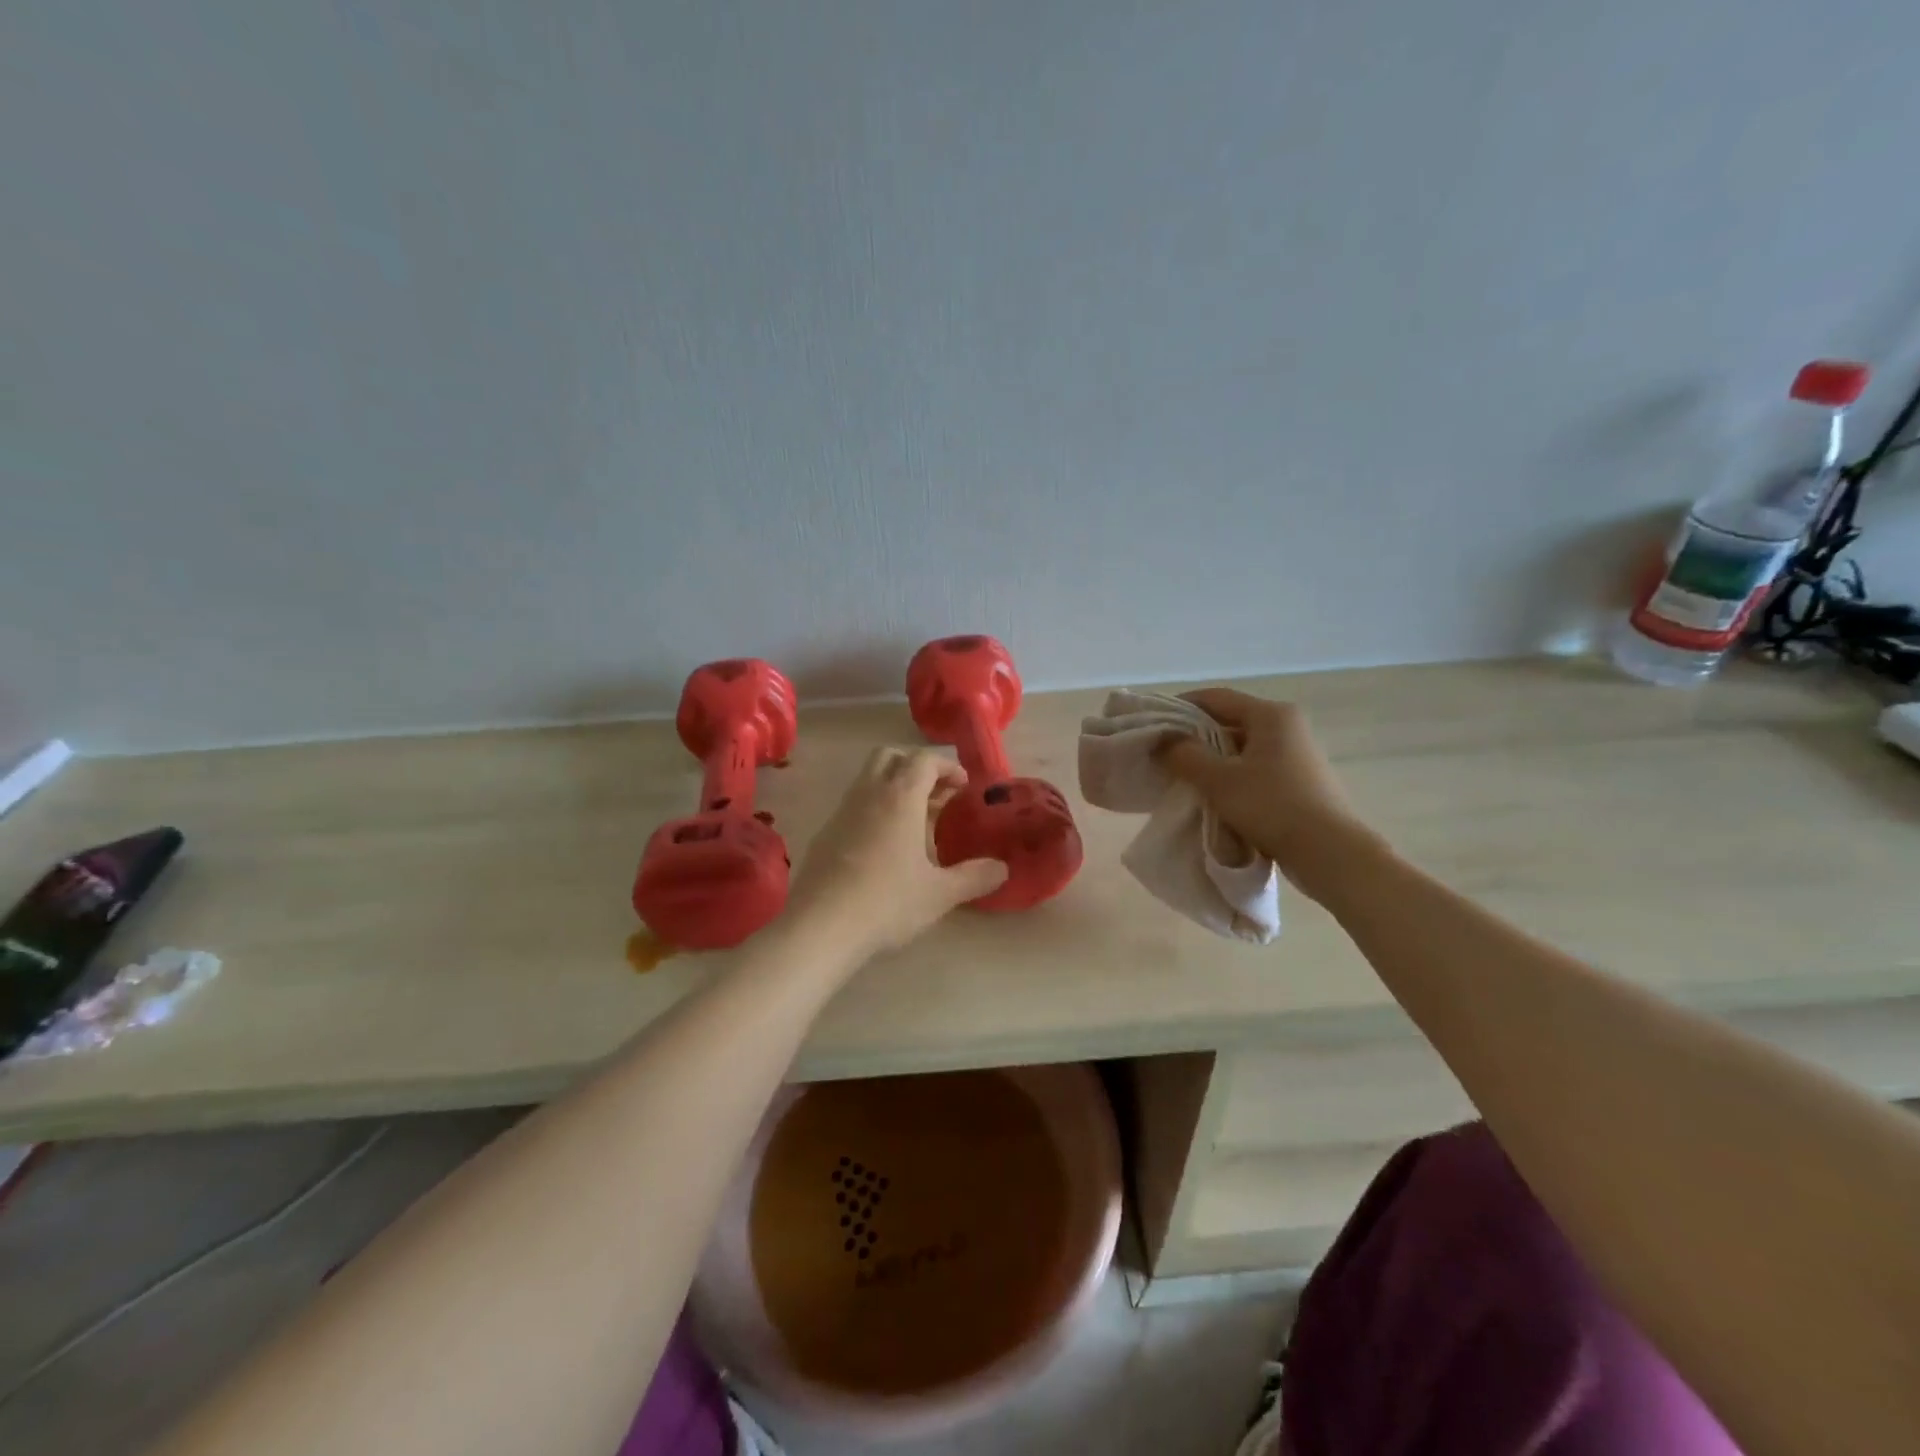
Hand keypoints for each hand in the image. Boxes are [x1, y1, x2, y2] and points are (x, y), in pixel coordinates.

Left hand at [786, 748, 1008, 957]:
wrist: (820, 927)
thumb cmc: (887, 902)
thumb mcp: (939, 894)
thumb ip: (974, 877)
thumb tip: (1002, 869)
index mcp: (900, 797)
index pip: (924, 760)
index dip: (947, 767)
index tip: (963, 786)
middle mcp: (868, 794)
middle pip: (890, 757)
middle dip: (916, 766)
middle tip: (937, 794)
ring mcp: (841, 812)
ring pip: (868, 780)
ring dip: (893, 787)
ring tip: (915, 822)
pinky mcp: (824, 834)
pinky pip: (853, 806)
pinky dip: (874, 810)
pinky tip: (884, 847)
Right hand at [1157, 688, 1377, 898]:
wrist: (1329, 853)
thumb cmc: (1271, 806)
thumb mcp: (1218, 780)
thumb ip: (1185, 755)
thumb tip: (1164, 741)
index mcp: (1270, 714)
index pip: (1215, 697)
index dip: (1181, 707)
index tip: (1155, 726)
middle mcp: (1288, 726)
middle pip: (1230, 721)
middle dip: (1196, 737)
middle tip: (1167, 757)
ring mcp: (1298, 754)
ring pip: (1243, 748)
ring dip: (1214, 761)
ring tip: (1187, 780)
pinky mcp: (1302, 781)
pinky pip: (1257, 769)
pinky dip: (1234, 777)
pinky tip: (1218, 798)